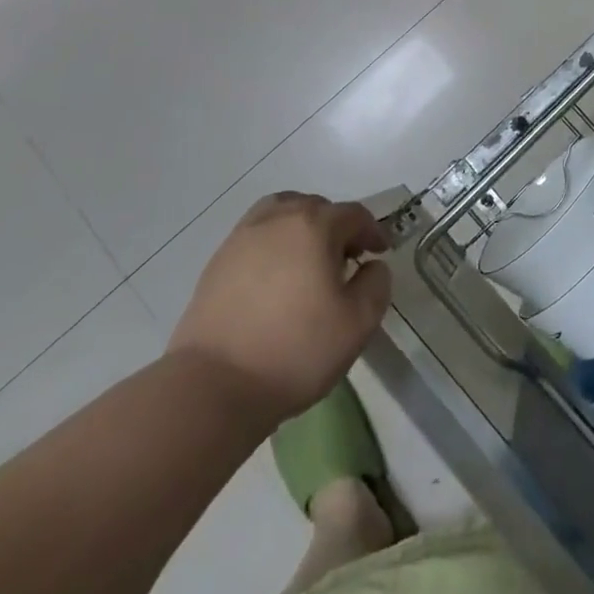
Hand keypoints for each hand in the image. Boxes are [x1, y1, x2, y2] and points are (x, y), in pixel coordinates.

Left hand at [169, 193, 391, 423]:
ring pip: (282, 213)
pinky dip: (274, 244)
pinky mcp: (218, 261)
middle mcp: (278, 219)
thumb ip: (376, 284)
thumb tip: (372, 266)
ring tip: (308, 260)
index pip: (353, 215)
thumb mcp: (358, 323)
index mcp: (314, 226)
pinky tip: (276, 278)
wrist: (213, 386)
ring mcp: (242, 237)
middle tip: (346, 260)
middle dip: (337, 227)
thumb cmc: (295, 351)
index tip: (380, 253)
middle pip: (316, 207)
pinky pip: (256, 236)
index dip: (372, 231)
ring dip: (302, 227)